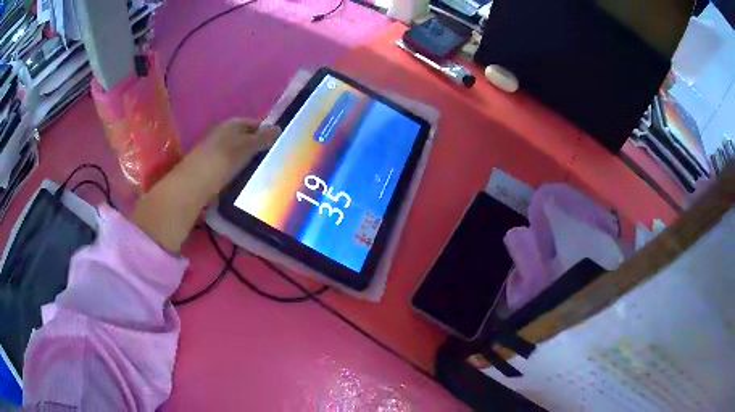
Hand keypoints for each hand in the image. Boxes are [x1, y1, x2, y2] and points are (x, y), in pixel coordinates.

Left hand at [130, 119, 280, 251]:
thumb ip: (263, 138)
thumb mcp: (246, 147)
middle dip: (259, 148)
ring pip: (239, 155)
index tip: (281, 145)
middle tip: (276, 161)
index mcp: (231, 124)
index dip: (267, 132)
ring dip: (249, 162)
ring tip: (265, 173)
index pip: (254, 124)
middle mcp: (222, 135)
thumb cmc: (221, 160)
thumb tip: (279, 129)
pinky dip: (240, 173)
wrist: (193, 186)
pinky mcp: (211, 170)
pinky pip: (231, 168)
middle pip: (246, 139)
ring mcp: (215, 153)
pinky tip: (247, 182)